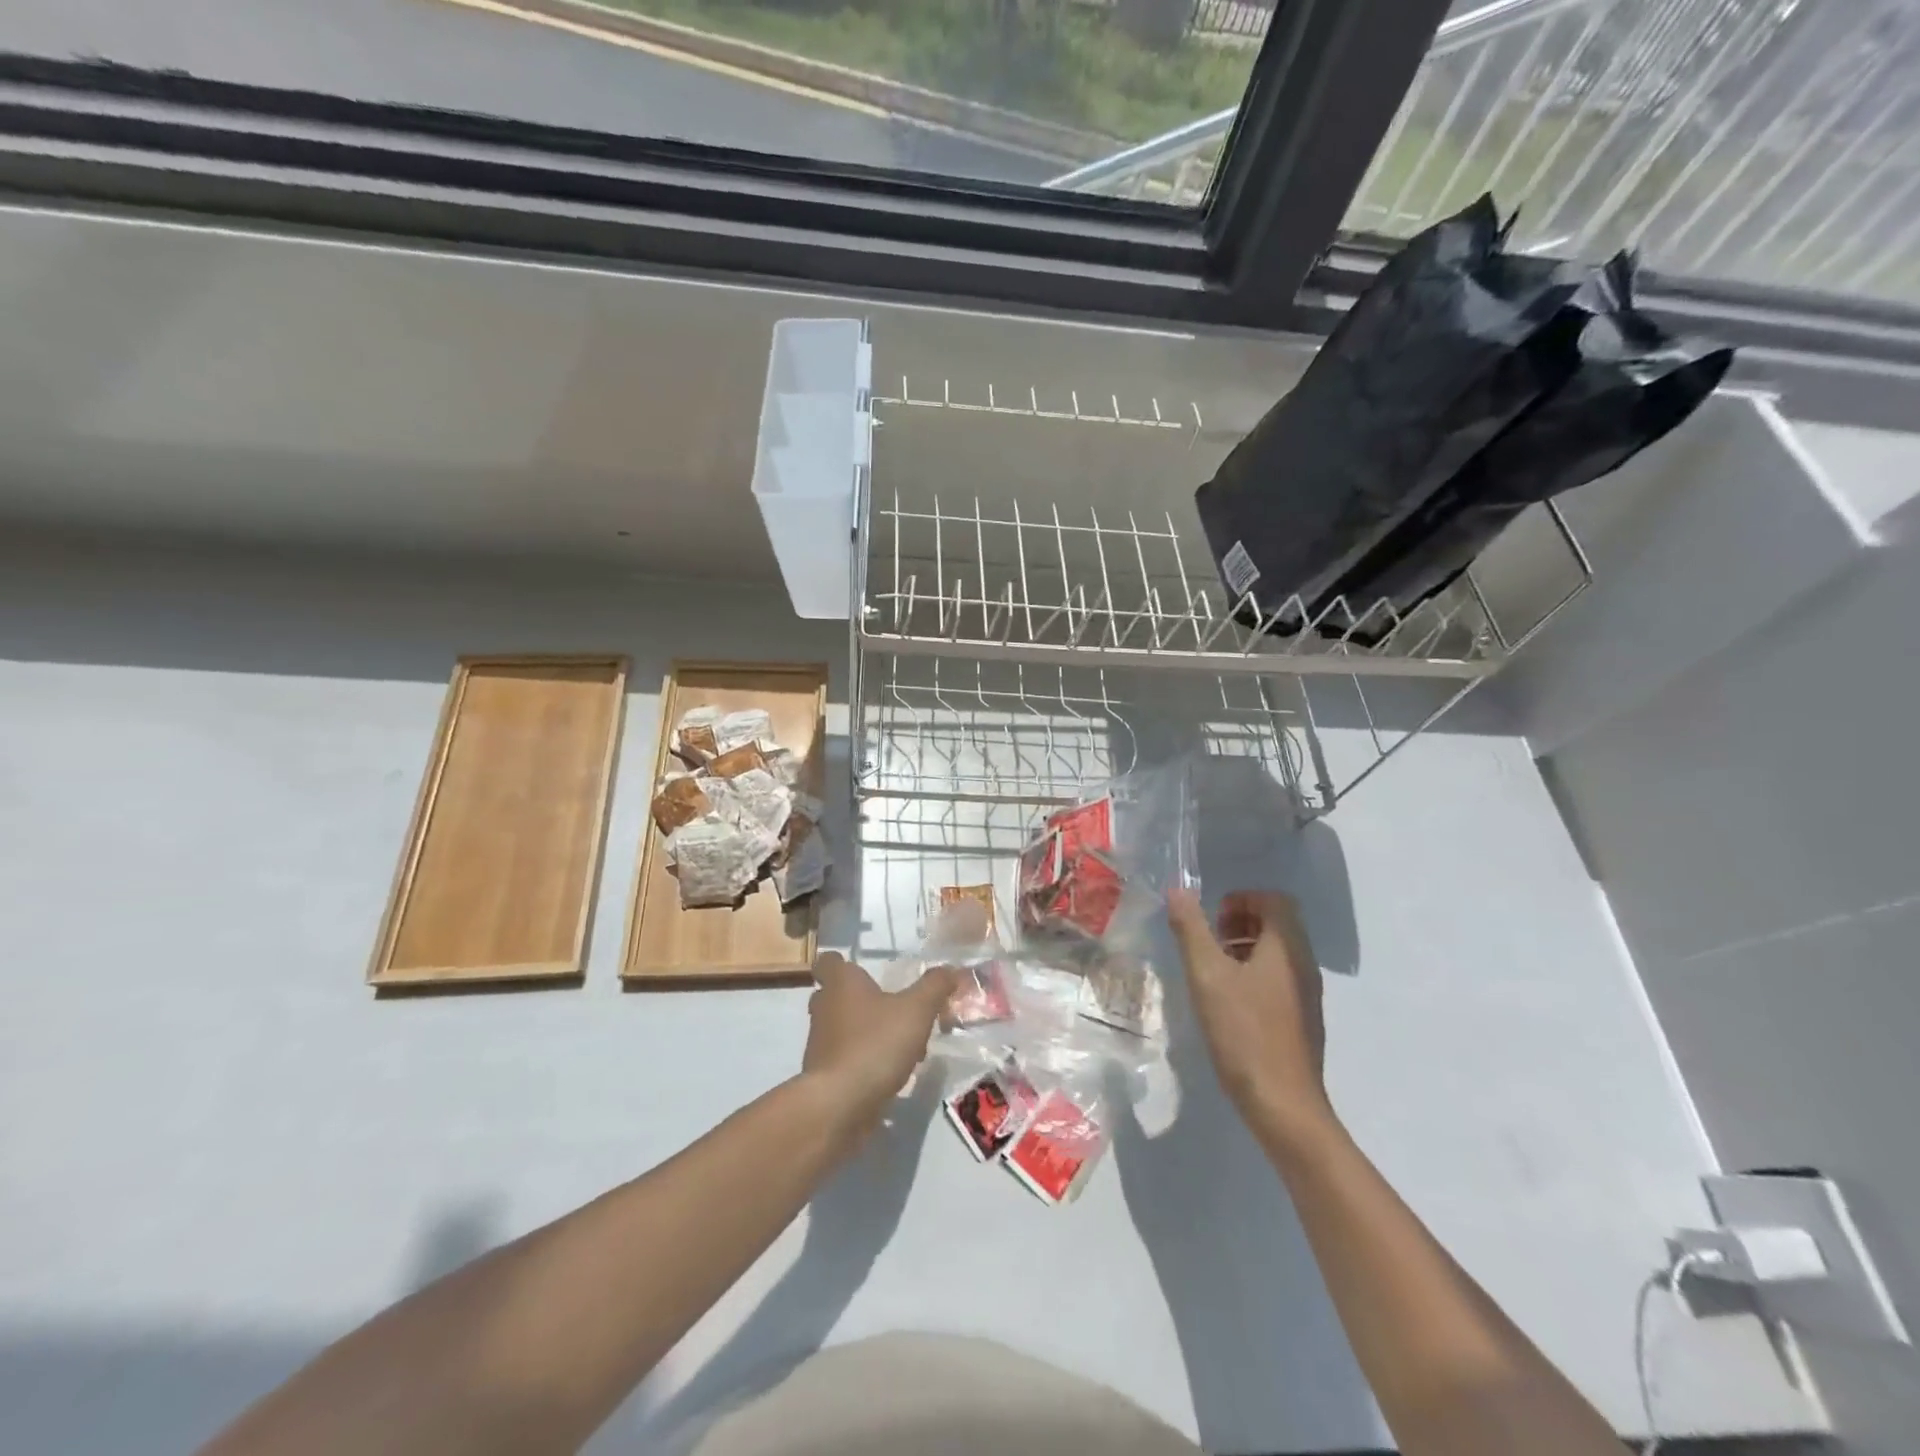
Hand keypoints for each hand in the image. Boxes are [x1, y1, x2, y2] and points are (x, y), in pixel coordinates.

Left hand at [802, 952, 960, 1131]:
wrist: (839, 1104)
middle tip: (889, 1004)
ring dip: (867, 1031)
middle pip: (834, 995)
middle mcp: (825, 1008)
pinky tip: (892, 1072)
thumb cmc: (875, 1043)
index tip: (858, 967)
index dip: (840, 962)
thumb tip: (949, 970)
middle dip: (859, 998)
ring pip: (842, 1028)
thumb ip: (934, 987)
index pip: (828, 962)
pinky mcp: (824, 1075)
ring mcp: (821, 1044)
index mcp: (841, 984)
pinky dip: (864, 1060)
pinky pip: (846, 1058)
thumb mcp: (917, 1010)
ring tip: (902, 1043)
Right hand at [1167, 889, 1336, 1147]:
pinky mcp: (1301, 1020)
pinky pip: (1278, 980)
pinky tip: (1226, 1002)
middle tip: (1208, 942)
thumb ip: (1191, 929)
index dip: (1242, 899)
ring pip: (1277, 953)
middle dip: (1240, 922)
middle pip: (1277, 923)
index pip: (1275, 899)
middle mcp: (1303, 964)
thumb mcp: (1206, 974)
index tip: (1212, 919)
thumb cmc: (1243, 1031)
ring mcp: (1306, 994)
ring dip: (1243, 949)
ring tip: (1211, 971)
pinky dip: (1252, 975)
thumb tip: (1178, 890)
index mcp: (1286, 947)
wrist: (1282, 1104)